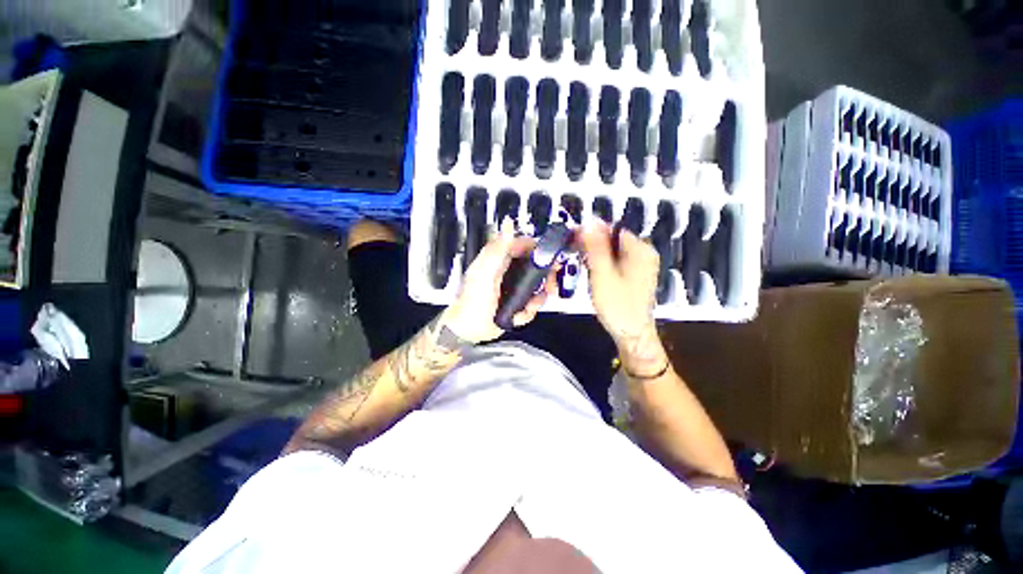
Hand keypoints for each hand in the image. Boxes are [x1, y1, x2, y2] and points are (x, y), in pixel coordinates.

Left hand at [442, 220, 555, 343]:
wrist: (468, 332)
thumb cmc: (473, 301)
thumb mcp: (485, 274)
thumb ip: (498, 249)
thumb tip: (509, 222)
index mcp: (498, 259)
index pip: (524, 246)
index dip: (540, 250)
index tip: (553, 259)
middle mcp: (507, 271)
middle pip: (534, 266)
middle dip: (544, 277)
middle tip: (551, 287)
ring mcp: (511, 287)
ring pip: (534, 286)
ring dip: (537, 297)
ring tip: (531, 306)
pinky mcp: (514, 302)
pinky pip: (529, 302)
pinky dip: (529, 310)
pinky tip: (520, 316)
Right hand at [577, 221, 667, 375]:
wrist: (631, 333)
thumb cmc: (617, 304)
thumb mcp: (602, 274)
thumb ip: (595, 247)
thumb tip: (588, 222)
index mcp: (641, 249)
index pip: (612, 229)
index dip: (591, 233)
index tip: (575, 241)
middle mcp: (644, 253)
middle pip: (613, 240)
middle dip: (593, 246)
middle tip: (580, 259)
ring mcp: (641, 264)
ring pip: (613, 251)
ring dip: (597, 256)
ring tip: (587, 269)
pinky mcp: (635, 275)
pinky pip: (616, 261)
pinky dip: (603, 265)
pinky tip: (596, 276)